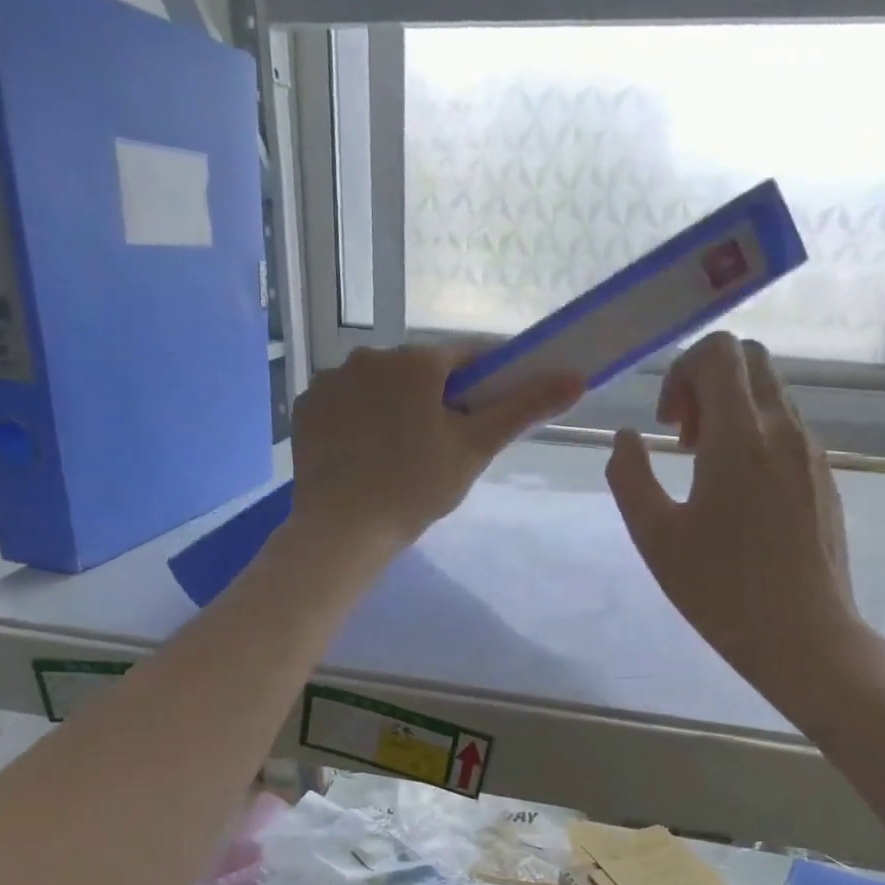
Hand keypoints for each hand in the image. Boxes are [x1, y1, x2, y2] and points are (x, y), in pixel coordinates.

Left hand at [288, 344, 583, 557]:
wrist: (342, 529)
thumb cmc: (416, 486)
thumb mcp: (476, 447)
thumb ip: (524, 408)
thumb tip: (577, 377)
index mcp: (415, 361)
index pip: (466, 355)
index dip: (486, 377)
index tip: (494, 404)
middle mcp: (370, 356)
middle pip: (419, 370)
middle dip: (438, 396)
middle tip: (448, 441)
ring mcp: (332, 380)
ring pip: (380, 385)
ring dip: (396, 405)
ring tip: (403, 452)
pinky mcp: (307, 406)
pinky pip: (346, 402)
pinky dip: (361, 418)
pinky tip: (366, 452)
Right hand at [606, 333, 866, 700]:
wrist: (805, 636)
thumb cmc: (720, 589)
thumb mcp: (654, 536)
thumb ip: (629, 476)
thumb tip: (626, 438)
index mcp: (740, 436)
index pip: (719, 351)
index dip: (682, 371)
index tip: (668, 425)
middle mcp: (784, 430)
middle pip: (749, 361)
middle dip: (707, 383)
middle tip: (684, 438)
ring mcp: (811, 453)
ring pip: (771, 394)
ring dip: (731, 411)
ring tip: (706, 469)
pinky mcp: (825, 478)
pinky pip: (787, 428)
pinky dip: (756, 435)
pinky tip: (739, 494)